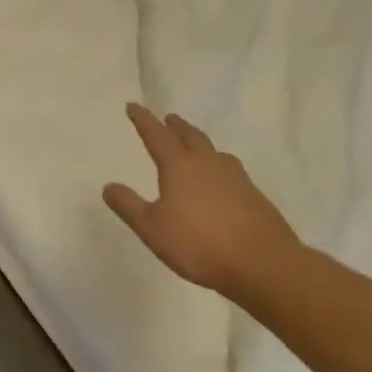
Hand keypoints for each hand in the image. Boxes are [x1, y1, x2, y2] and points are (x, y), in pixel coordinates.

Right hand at [103, 104, 301, 297]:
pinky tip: (220, 180)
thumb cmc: (199, 244)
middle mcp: (208, 164)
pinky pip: (231, 169)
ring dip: (200, 143)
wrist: (263, 264)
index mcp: (180, 167)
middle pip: (191, 136)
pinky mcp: (254, 196)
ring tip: (195, 145)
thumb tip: (109, 186)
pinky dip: (218, 165)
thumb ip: (128, 205)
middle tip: (168, 118)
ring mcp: (236, 179)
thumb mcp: (151, 228)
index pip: (157, 136)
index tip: (133, 106)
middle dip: (176, 126)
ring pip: (214, 151)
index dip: (143, 120)